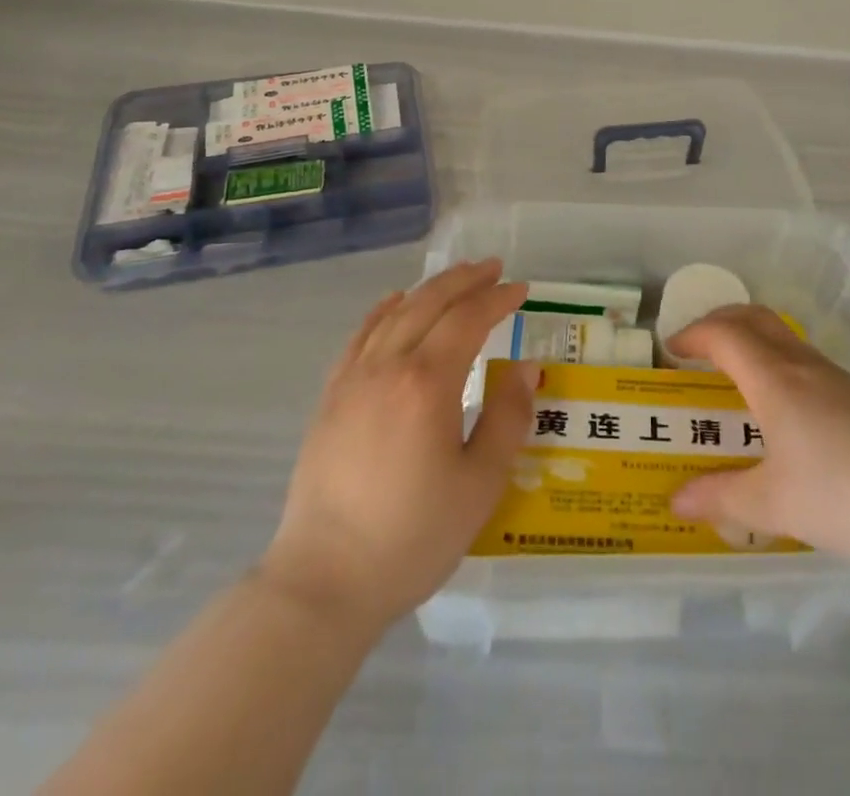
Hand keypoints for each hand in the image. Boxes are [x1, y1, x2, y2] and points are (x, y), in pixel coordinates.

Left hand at [261, 260, 534, 628]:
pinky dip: (381, 311)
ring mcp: (352, 380)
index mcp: (427, 383)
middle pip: (429, 304)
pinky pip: (359, 337)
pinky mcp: (330, 399)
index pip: (468, 320)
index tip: (521, 289)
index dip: (497, 299)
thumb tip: (526, 367)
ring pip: (394, 314)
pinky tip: (393, 303)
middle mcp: (387, 367)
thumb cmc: (412, 536)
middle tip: (493, 268)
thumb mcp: (480, 483)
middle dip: (465, 281)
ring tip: (454, 278)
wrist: (323, 582)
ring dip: (428, 290)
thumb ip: (508, 417)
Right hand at [669, 304, 849, 572]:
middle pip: (757, 318)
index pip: (725, 335)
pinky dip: (781, 365)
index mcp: (775, 380)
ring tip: (738, 379)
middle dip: (722, 320)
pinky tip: (788, 412)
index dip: (693, 334)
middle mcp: (805, 367)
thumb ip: (721, 499)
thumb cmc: (845, 495)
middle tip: (698, 345)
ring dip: (754, 342)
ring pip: (786, 339)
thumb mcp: (773, 505)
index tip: (671, 349)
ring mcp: (840, 379)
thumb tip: (676, 502)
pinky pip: (809, 363)